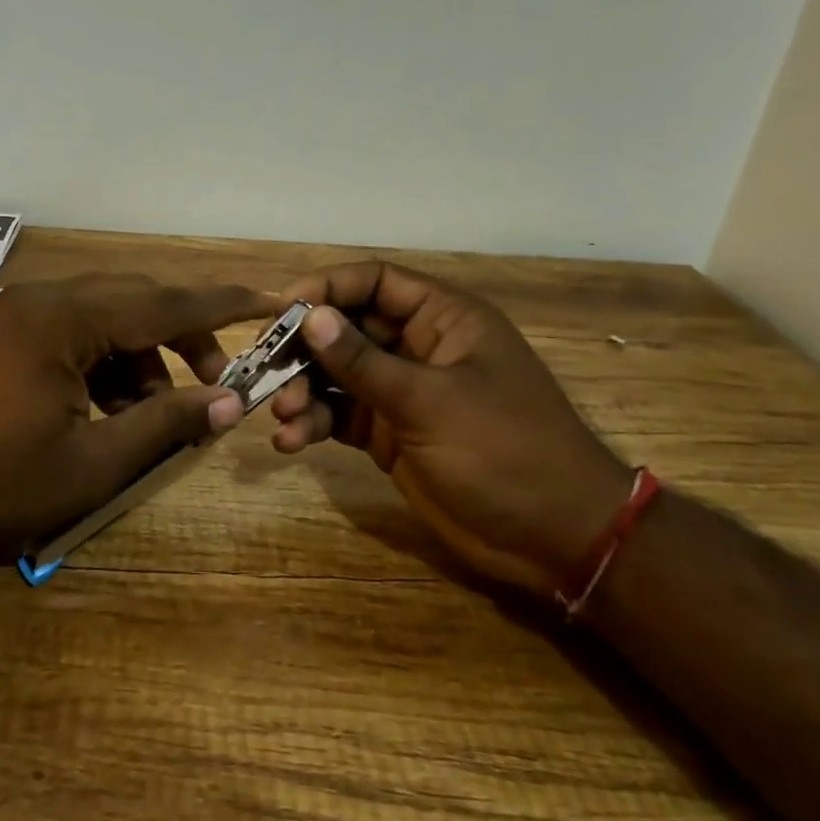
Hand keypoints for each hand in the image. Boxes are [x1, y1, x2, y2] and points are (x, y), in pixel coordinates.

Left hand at [0, 275, 274, 569]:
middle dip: (182, 340)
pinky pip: (71, 339)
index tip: (272, 300)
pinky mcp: (0, 341)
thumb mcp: (90, 465)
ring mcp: (15, 319)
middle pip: (134, 304)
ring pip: (103, 323)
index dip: (224, 305)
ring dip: (139, 362)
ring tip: (154, 419)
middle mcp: (41, 302)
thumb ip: (164, 424)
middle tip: (216, 386)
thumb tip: (230, 403)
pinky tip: (108, 416)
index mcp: (63, 320)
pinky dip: (102, 369)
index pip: (163, 302)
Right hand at [270, 261, 631, 592]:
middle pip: (346, 328)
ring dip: (303, 390)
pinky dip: (313, 423)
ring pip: (336, 374)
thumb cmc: (504, 451)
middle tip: (265, 370)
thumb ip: (364, 361)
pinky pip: (340, 415)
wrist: (555, 538)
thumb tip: (311, 317)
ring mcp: (402, 392)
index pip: (375, 282)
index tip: (281, 310)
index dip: (327, 288)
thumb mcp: (430, 402)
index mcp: (444, 320)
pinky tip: (291, 442)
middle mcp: (418, 347)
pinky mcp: (389, 433)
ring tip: (282, 417)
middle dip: (304, 348)